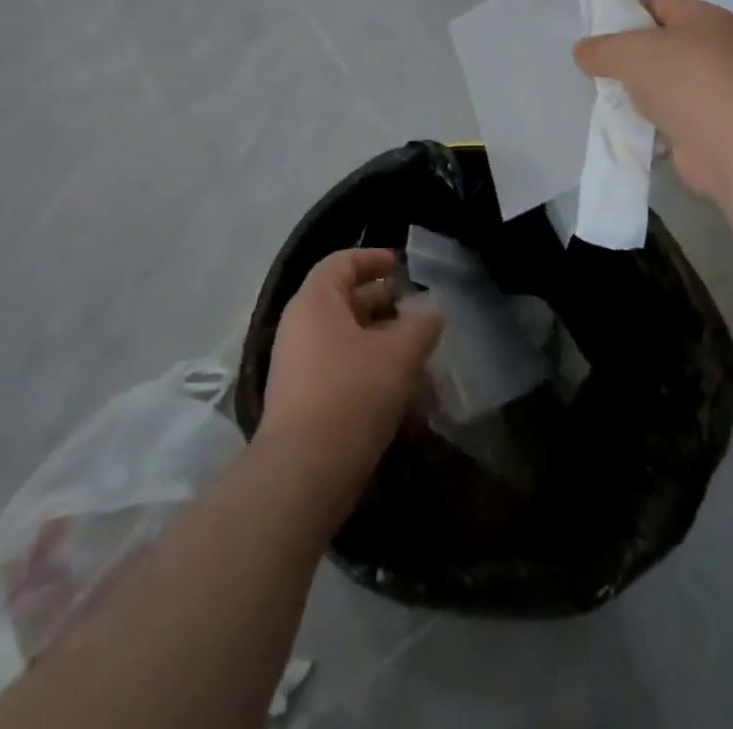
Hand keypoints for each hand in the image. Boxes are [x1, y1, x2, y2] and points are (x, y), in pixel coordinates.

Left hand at [260, 249, 443, 499]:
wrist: (304, 473)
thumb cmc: (351, 394)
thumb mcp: (398, 354)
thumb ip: (421, 326)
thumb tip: (434, 310)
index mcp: (315, 301)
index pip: (341, 262)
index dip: (372, 259)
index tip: (401, 266)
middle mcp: (300, 326)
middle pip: (343, 299)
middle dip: (382, 301)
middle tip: (416, 307)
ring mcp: (298, 365)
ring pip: (344, 337)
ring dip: (380, 338)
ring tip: (416, 347)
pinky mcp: (303, 400)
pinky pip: (339, 367)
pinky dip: (368, 366)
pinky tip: (400, 385)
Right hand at [574, 0, 732, 200]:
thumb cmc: (687, 82)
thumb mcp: (631, 53)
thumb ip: (601, 49)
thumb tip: (583, 52)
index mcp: (704, 18)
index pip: (657, 6)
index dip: (625, 17)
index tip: (597, 39)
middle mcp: (716, 49)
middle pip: (659, 47)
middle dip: (628, 60)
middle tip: (597, 72)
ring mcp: (716, 90)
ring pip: (663, 85)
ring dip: (638, 94)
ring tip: (608, 102)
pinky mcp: (711, 126)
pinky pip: (670, 118)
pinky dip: (651, 123)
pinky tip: (629, 129)